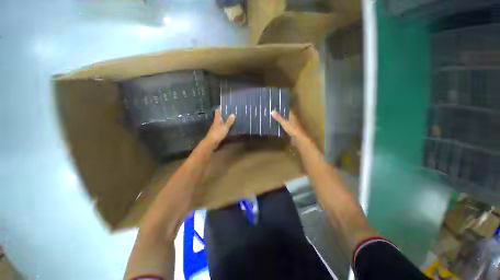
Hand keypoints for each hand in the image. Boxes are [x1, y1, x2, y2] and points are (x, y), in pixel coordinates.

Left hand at [204, 108, 234, 147]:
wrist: (211, 142)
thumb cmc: (218, 133)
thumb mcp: (225, 127)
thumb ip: (229, 121)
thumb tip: (233, 114)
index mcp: (217, 119)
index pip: (218, 111)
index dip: (220, 108)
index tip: (224, 105)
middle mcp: (215, 122)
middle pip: (219, 116)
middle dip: (223, 114)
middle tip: (230, 111)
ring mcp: (215, 128)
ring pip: (220, 122)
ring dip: (224, 120)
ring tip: (230, 118)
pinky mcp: (216, 132)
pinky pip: (221, 127)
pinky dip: (224, 126)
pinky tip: (228, 127)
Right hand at [272, 110, 311, 147]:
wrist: (298, 138)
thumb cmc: (292, 129)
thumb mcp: (284, 123)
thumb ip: (278, 117)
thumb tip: (272, 111)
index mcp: (292, 116)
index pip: (287, 109)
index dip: (282, 108)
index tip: (275, 107)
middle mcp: (292, 119)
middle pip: (285, 115)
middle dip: (280, 114)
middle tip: (272, 113)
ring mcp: (292, 125)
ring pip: (285, 120)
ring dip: (280, 120)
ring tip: (272, 119)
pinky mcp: (290, 130)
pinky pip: (285, 126)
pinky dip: (281, 125)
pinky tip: (276, 126)